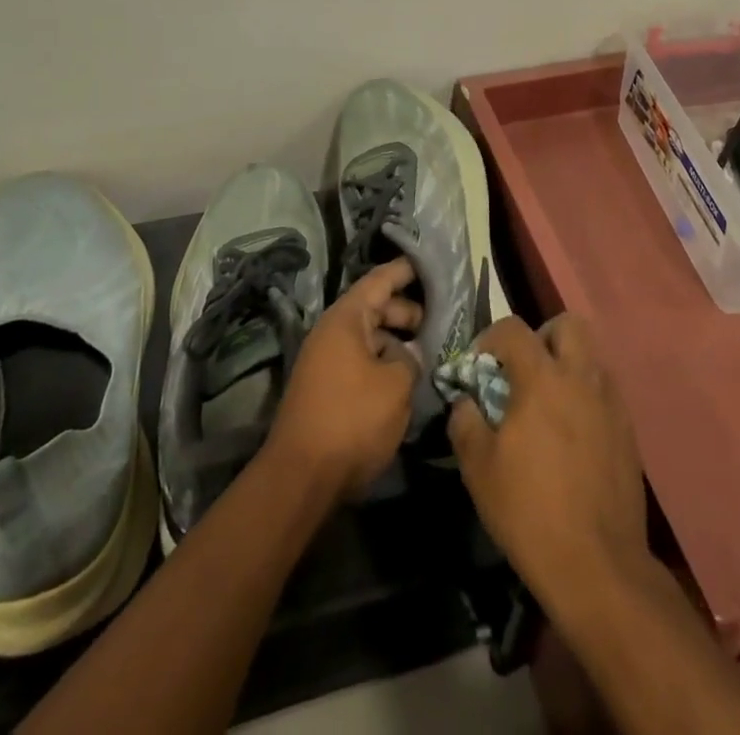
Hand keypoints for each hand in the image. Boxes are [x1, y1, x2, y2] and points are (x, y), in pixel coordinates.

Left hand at [265, 259, 421, 500]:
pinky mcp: (325, 388)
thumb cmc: (352, 419)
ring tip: (428, 350)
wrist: (300, 477)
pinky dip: (382, 361)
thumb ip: (411, 359)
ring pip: (368, 337)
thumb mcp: (396, 385)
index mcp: (346, 319)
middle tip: (439, 318)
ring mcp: (325, 361)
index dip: (406, 270)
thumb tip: (410, 352)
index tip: (431, 263)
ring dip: (396, 340)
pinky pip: (360, 360)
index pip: (380, 280)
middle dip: (407, 310)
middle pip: (374, 307)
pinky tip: (405, 377)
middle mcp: (331, 332)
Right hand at [448, 315, 648, 607]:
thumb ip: (466, 422)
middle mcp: (581, 377)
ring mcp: (610, 401)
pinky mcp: (628, 429)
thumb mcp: (479, 469)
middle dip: (542, 336)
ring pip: (590, 355)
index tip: (479, 365)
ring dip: (567, 364)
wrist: (597, 564)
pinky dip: (586, 395)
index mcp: (542, 378)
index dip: (490, 338)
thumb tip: (465, 401)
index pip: (514, 328)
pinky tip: (572, 433)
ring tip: (548, 402)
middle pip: (567, 324)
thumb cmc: (529, 511)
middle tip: (524, 370)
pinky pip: (605, 390)